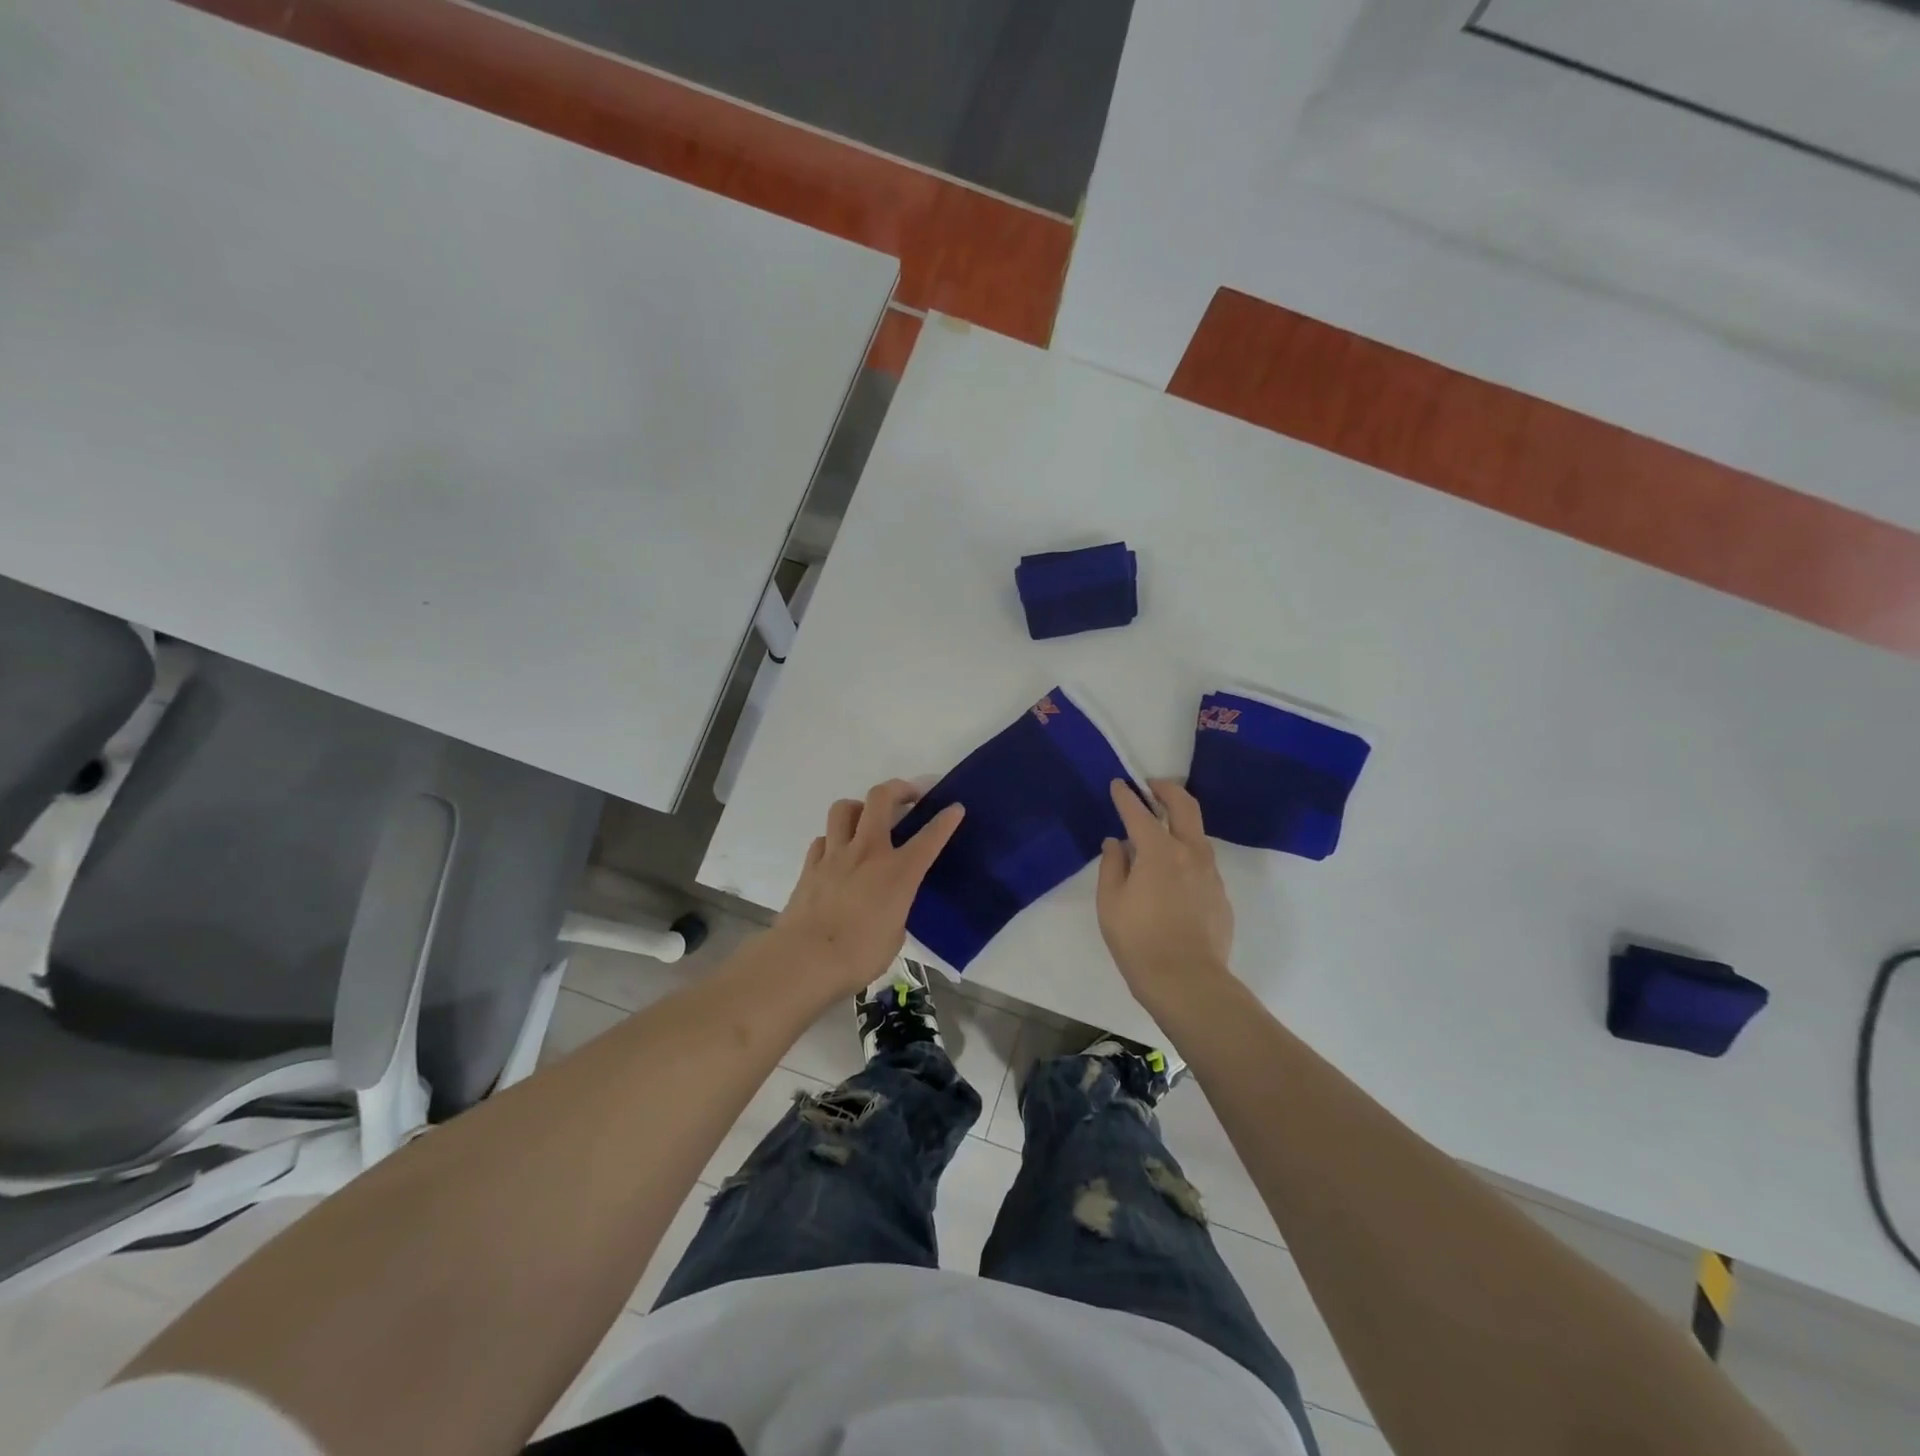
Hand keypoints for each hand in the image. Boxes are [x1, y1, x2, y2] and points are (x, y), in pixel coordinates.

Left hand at [773, 779, 963, 996]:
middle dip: (899, 789)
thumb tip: (889, 905)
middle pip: (880, 799)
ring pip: (844, 808)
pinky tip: (838, 854)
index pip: (929, 838)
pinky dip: (834, 839)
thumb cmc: (859, 955)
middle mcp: (867, 852)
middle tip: (908, 797)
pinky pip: (823, 838)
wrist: (805, 960)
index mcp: (898, 872)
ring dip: (860, 808)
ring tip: (866, 820)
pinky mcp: (810, 866)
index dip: (946, 820)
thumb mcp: (895, 934)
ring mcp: (835, 855)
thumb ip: (896, 909)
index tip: (955, 808)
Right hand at [1096, 778, 1234, 1008]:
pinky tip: (1173, 872)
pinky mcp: (1220, 894)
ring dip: (1180, 820)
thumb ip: (1112, 866)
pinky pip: (1203, 862)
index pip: (1139, 812)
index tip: (1118, 785)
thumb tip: (1116, 843)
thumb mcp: (1110, 903)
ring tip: (1161, 829)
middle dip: (1167, 790)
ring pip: (1198, 833)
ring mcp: (1210, 873)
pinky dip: (1187, 853)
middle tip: (1151, 787)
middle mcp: (1190, 853)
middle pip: (1184, 806)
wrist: (1187, 981)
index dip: (1126, 796)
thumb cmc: (1138, 940)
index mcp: (1158, 851)